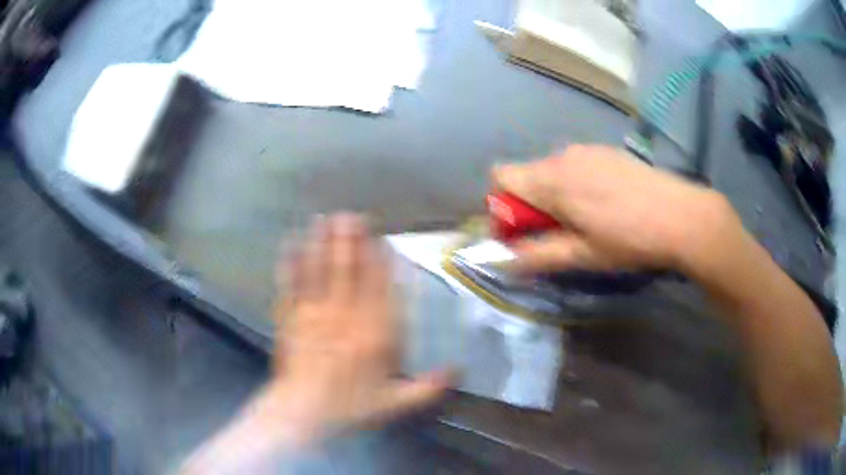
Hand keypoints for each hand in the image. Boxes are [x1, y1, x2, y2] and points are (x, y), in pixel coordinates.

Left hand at [262, 214, 449, 445]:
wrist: (303, 414)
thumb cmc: (351, 408)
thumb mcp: (396, 404)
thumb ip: (428, 387)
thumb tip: (459, 370)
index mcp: (374, 334)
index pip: (381, 289)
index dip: (382, 261)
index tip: (382, 238)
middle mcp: (345, 317)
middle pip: (349, 270)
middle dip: (350, 240)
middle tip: (351, 215)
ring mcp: (314, 315)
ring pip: (320, 271)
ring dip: (322, 243)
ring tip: (324, 219)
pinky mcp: (290, 319)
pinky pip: (291, 286)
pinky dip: (291, 264)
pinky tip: (290, 245)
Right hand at [492, 144, 741, 275]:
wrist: (681, 215)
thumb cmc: (629, 239)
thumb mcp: (582, 255)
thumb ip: (537, 256)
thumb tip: (503, 261)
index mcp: (552, 179)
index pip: (501, 177)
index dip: (501, 207)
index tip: (520, 234)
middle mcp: (564, 156)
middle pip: (526, 175)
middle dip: (529, 206)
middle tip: (555, 235)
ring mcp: (588, 150)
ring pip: (552, 171)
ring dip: (554, 196)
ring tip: (584, 222)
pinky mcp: (607, 152)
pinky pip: (576, 166)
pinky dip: (575, 185)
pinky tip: (604, 206)